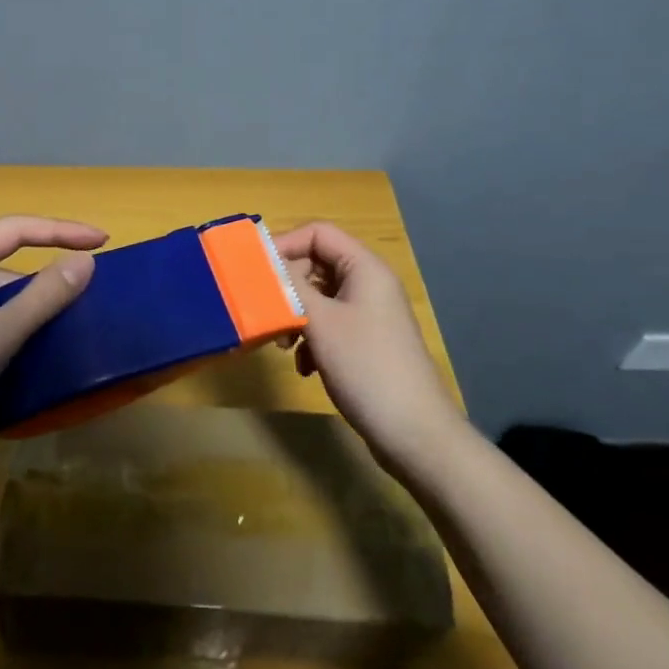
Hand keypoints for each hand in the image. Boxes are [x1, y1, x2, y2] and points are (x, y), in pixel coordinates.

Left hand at [0, 215, 105, 463]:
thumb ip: (43, 297)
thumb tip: (86, 262)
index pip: (16, 229)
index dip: (61, 229)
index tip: (102, 240)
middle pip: (9, 258)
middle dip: (50, 266)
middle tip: (93, 282)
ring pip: (3, 292)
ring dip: (37, 301)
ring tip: (77, 316)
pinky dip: (22, 324)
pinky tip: (44, 345)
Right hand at [273, 221, 458, 474]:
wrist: (414, 435)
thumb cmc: (366, 367)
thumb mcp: (320, 322)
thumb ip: (289, 285)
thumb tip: (263, 259)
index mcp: (365, 268)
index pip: (318, 233)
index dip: (284, 243)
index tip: (254, 269)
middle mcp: (369, 284)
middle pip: (316, 263)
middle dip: (287, 285)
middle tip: (266, 310)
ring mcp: (369, 314)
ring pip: (319, 296)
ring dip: (296, 314)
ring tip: (283, 343)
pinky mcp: (366, 342)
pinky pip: (329, 323)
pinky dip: (311, 338)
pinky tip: (305, 366)